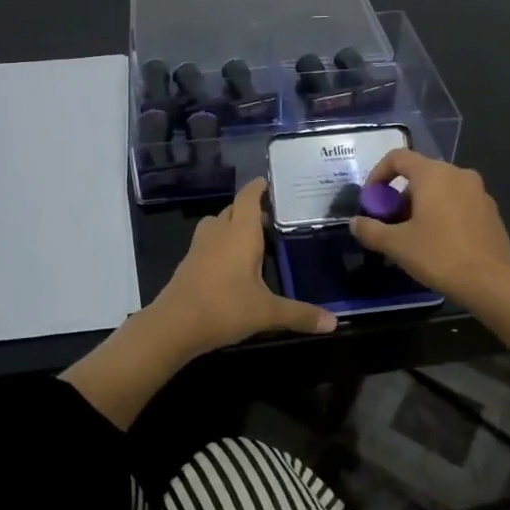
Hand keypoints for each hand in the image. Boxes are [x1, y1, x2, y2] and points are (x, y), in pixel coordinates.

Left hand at [147, 176, 336, 354]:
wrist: (174, 326)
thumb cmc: (225, 308)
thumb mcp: (267, 313)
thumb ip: (300, 314)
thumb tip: (334, 323)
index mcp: (240, 233)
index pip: (248, 198)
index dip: (258, 188)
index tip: (268, 183)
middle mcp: (219, 232)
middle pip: (233, 209)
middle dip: (249, 209)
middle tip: (270, 217)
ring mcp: (199, 247)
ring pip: (216, 224)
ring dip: (231, 225)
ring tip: (250, 238)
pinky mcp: (188, 263)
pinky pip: (207, 242)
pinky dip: (219, 244)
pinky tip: (230, 264)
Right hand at [349, 149, 509, 310]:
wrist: (494, 283)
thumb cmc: (441, 256)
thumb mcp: (397, 245)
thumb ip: (371, 230)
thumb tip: (354, 222)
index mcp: (433, 174)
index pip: (398, 157)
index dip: (378, 174)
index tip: (371, 200)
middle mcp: (457, 173)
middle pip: (419, 174)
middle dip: (398, 195)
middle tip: (389, 223)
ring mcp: (478, 191)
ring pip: (439, 188)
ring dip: (420, 205)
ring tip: (411, 235)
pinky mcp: (490, 210)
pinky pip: (457, 201)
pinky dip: (441, 212)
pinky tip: (438, 242)